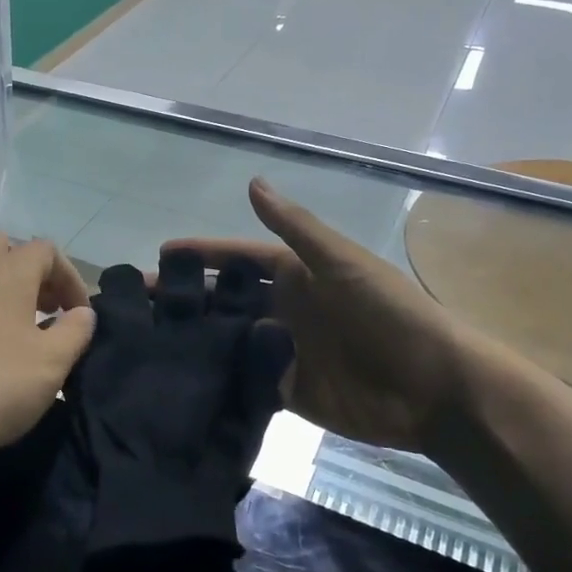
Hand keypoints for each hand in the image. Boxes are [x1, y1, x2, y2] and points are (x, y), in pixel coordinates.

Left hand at [0, 233, 94, 467]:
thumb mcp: (53, 362)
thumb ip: (76, 330)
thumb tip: (82, 313)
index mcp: (5, 275)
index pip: (45, 250)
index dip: (70, 277)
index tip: (79, 314)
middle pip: (4, 247)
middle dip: (32, 271)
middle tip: (48, 308)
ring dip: (5, 291)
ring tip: (23, 333)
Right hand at [163, 179, 470, 452]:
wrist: (434, 388)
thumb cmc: (390, 314)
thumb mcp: (343, 263)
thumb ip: (296, 229)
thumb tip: (252, 182)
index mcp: (298, 275)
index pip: (238, 259)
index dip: (203, 254)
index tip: (160, 255)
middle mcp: (285, 310)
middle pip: (224, 300)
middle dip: (184, 298)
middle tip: (137, 303)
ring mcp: (283, 351)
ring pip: (227, 340)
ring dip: (194, 339)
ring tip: (146, 342)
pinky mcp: (286, 390)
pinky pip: (243, 379)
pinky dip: (216, 377)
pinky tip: (179, 380)